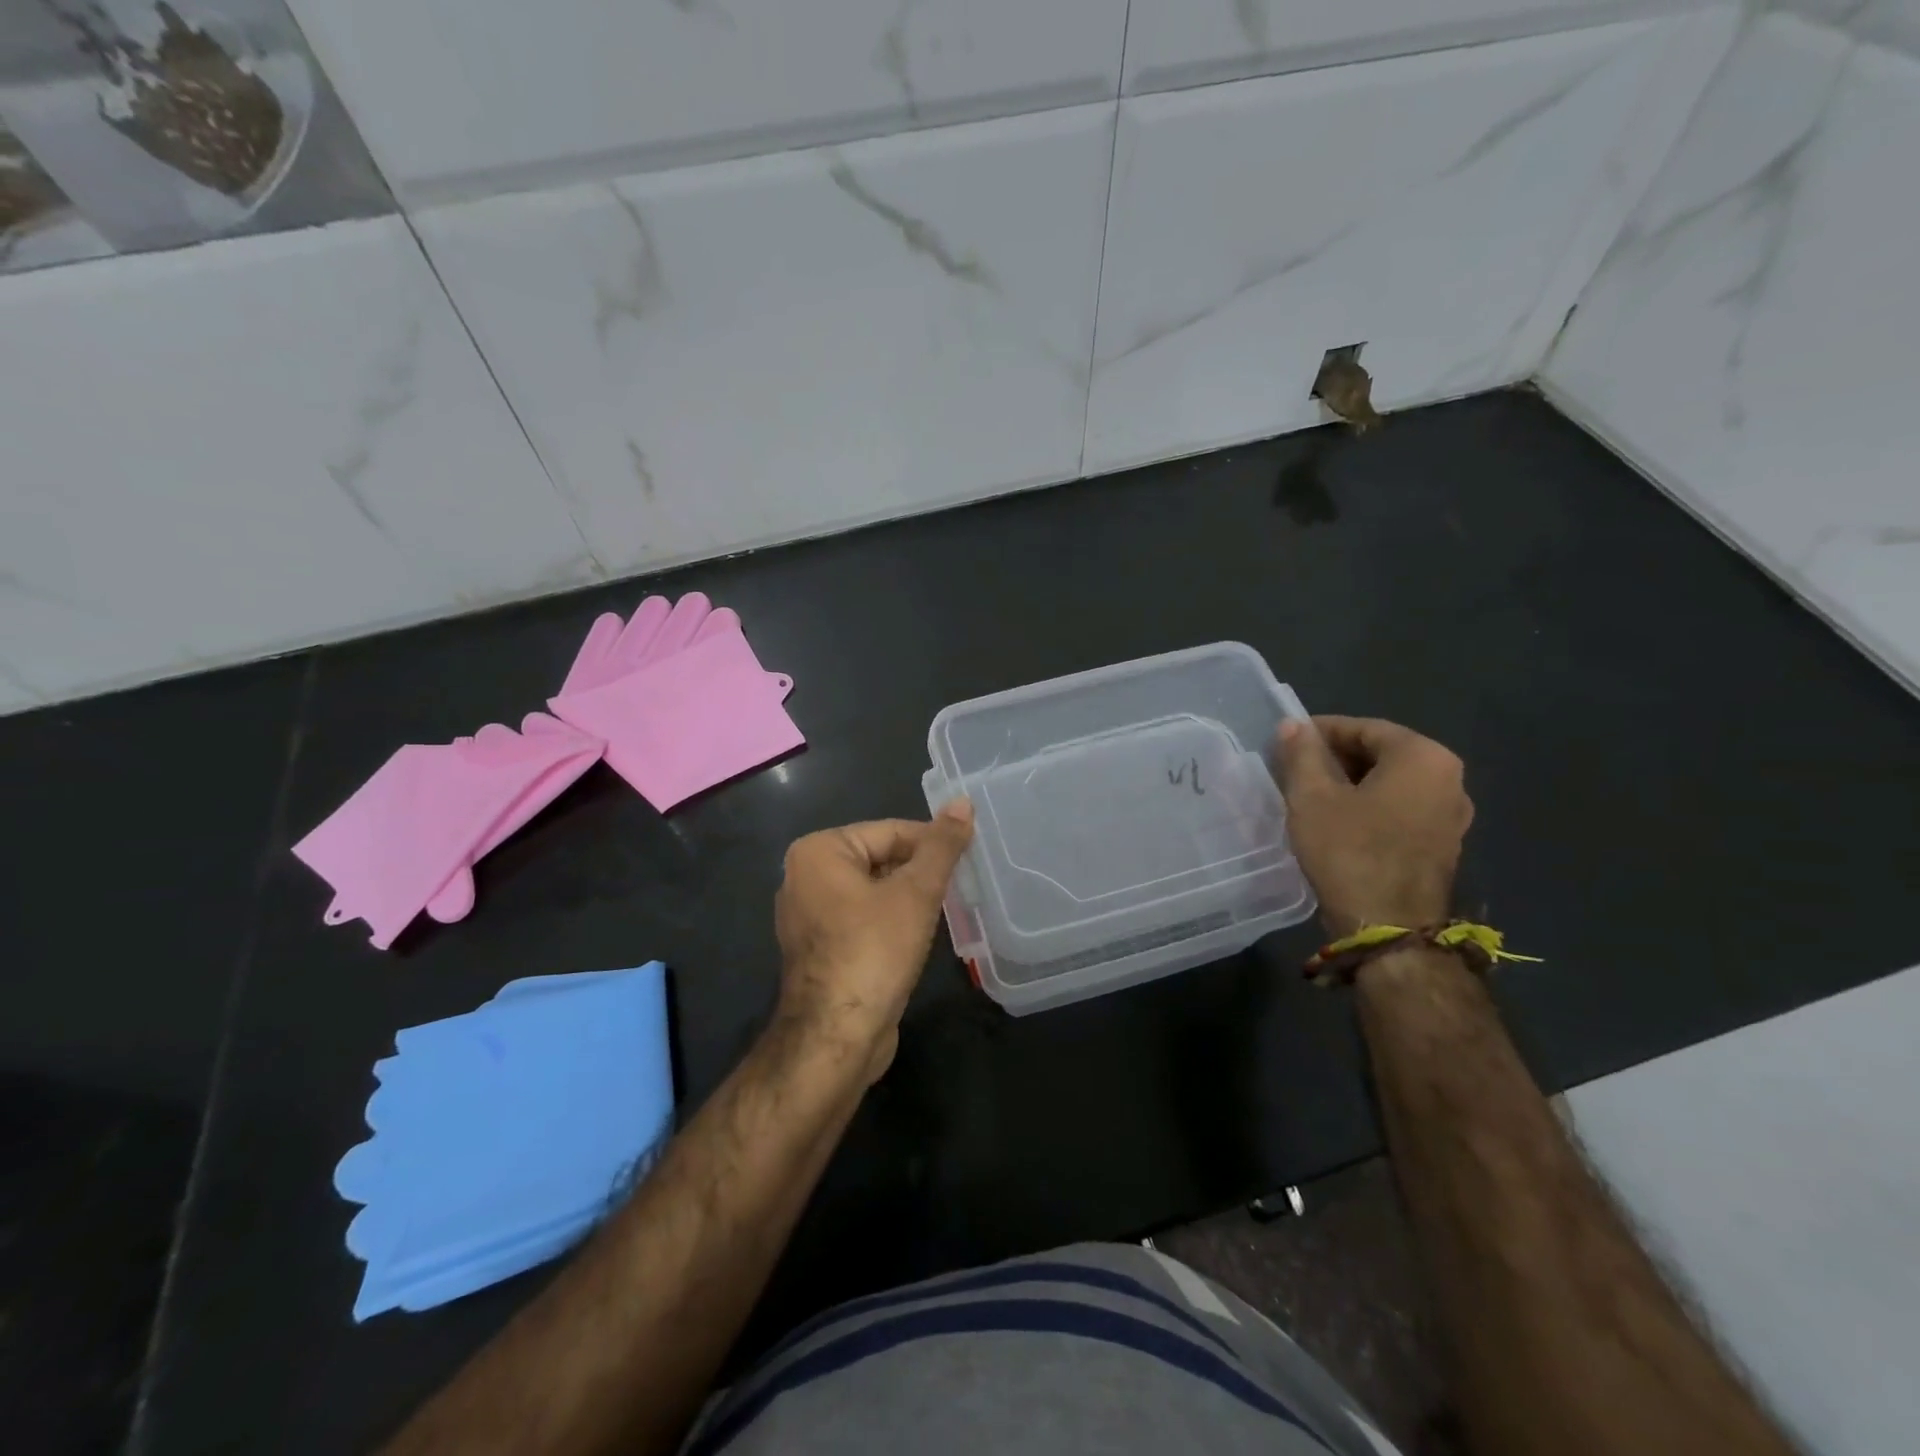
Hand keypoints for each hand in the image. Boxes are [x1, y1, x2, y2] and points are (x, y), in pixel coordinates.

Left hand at [772, 802, 974, 1082]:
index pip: (890, 831)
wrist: (835, 1037)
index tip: (968, 860)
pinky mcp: (817, 947)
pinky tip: (915, 939)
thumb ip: (941, 846)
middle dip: (919, 873)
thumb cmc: (874, 952)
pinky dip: (889, 922)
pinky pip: (861, 918)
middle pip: (879, 859)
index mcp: (818, 851)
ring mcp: (807, 915)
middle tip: (960, 887)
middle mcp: (804, 876)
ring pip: (872, 891)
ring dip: (908, 899)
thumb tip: (962, 802)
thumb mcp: (916, 893)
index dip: (933, 844)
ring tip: (944, 911)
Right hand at [1271, 716, 1472, 937]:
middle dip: (1336, 757)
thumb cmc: (1349, 852)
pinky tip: (1337, 821)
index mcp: (1423, 757)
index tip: (1287, 741)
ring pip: (1392, 783)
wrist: (1388, 930)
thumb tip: (1293, 726)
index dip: (1321, 731)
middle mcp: (1449, 778)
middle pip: (1382, 753)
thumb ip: (1302, 754)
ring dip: (1351, 783)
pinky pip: (1401, 809)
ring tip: (1310, 795)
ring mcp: (1452, 815)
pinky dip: (1370, 806)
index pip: (1365, 728)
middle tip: (1294, 768)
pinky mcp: (1444, 845)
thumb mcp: (1312, 797)